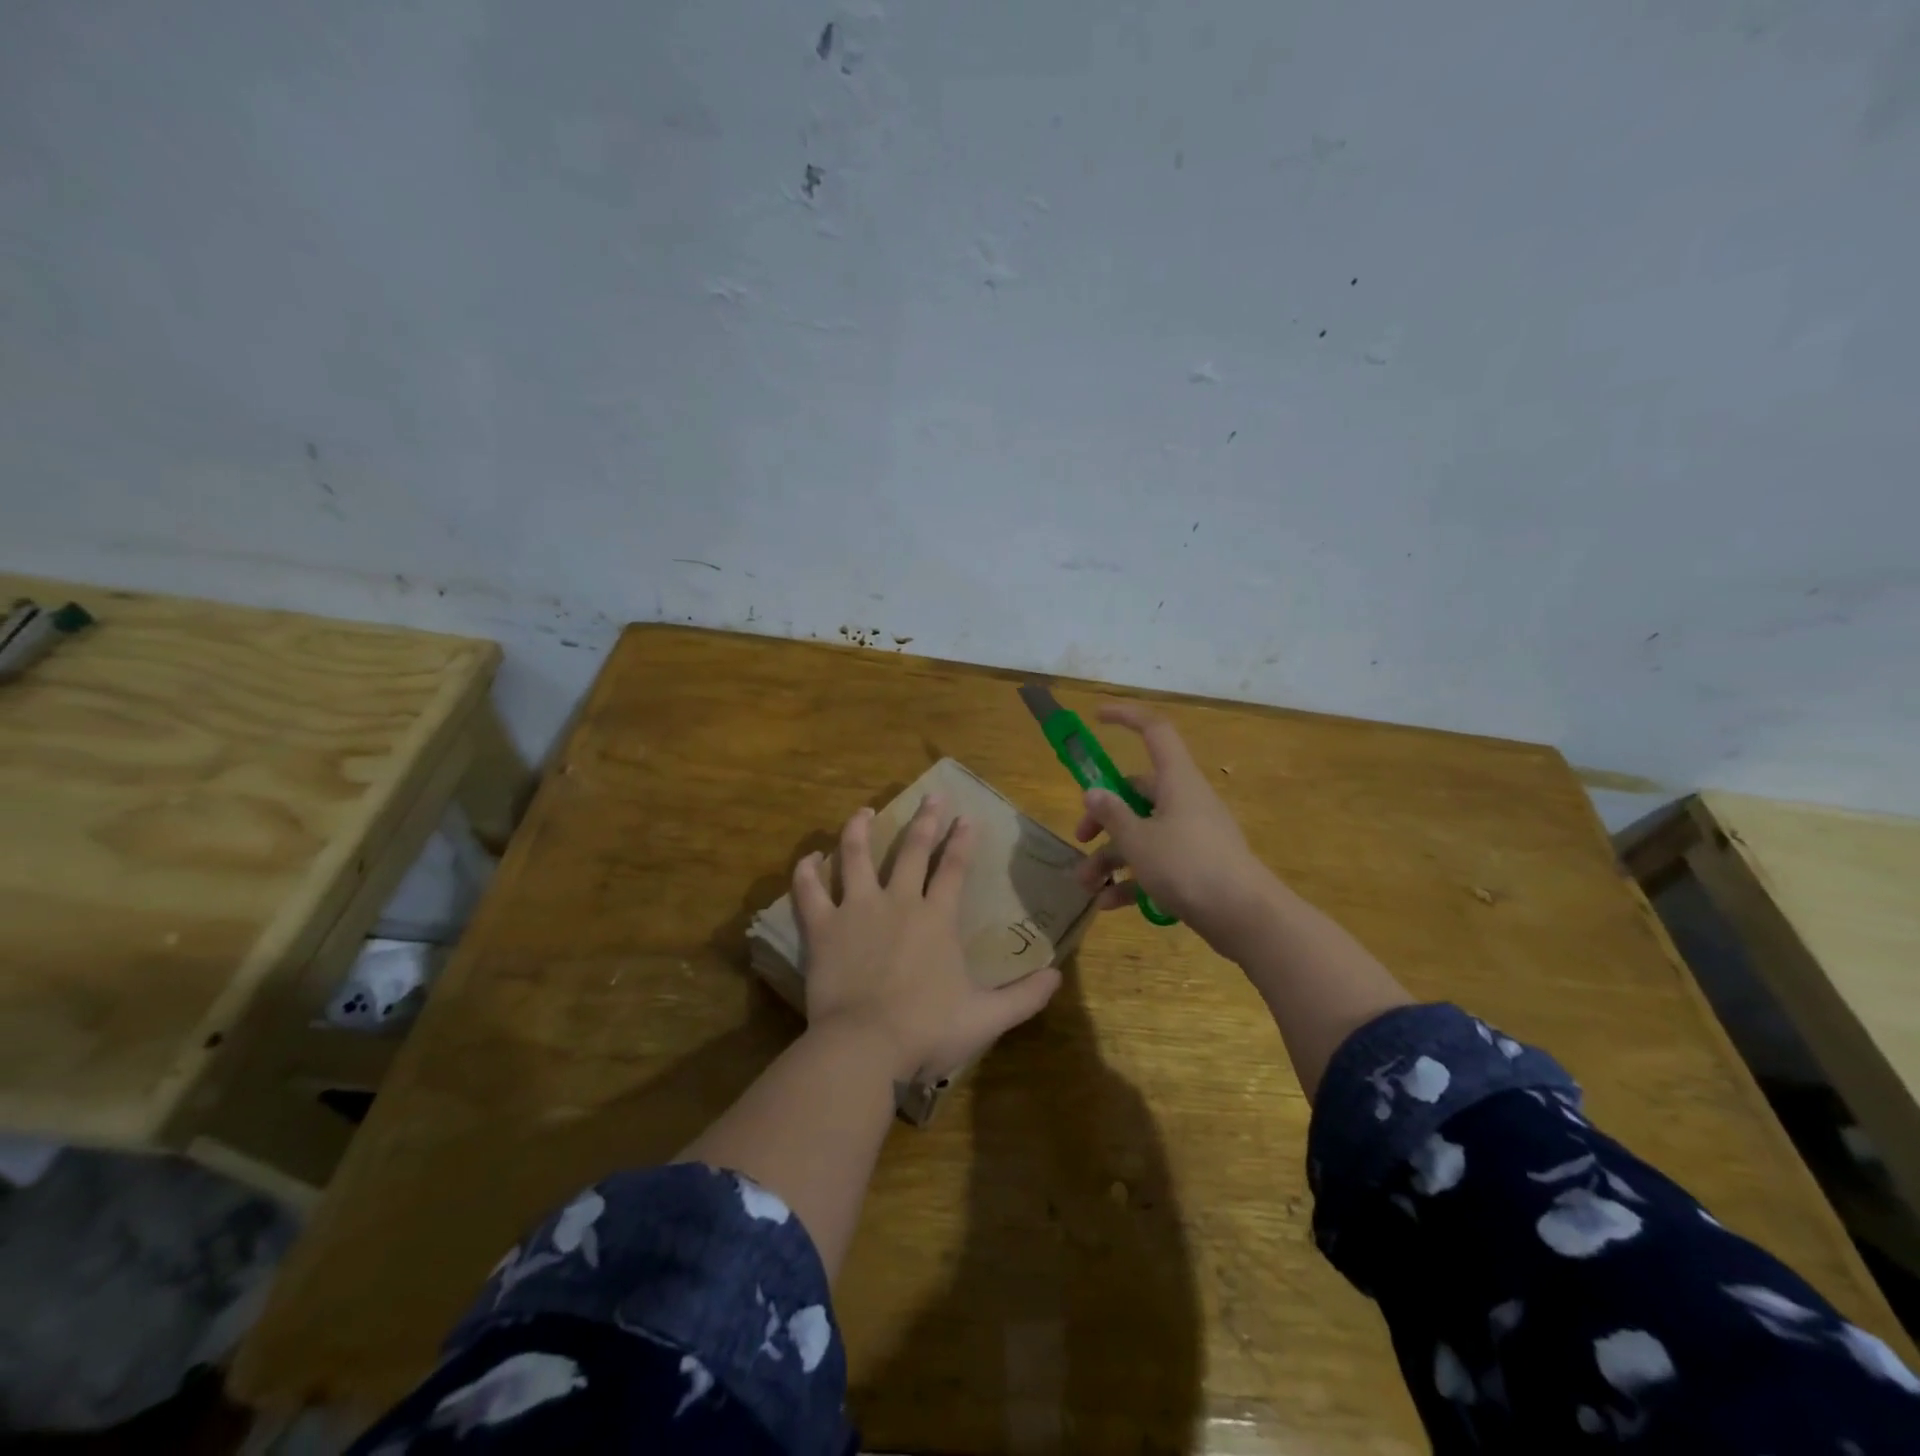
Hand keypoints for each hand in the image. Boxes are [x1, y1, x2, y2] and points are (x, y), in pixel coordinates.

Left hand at [793, 795, 1062, 1083]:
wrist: (865, 1046)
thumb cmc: (927, 1030)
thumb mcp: (986, 1018)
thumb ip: (1024, 996)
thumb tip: (1058, 975)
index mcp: (937, 918)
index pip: (954, 869)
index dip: (962, 841)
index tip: (966, 817)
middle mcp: (898, 902)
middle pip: (913, 850)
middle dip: (925, 821)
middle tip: (931, 797)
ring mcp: (857, 910)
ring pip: (856, 856)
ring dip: (860, 830)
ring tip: (863, 812)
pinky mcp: (823, 927)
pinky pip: (809, 891)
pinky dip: (807, 872)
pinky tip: (810, 858)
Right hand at [1073, 703, 1279, 950]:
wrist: (1245, 917)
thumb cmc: (1188, 866)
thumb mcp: (1139, 840)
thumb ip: (1112, 815)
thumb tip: (1093, 793)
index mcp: (1176, 781)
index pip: (1154, 731)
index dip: (1126, 718)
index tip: (1097, 718)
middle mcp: (1185, 801)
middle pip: (1136, 793)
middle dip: (1103, 817)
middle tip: (1080, 838)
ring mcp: (1193, 835)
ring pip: (1143, 834)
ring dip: (1111, 857)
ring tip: (1085, 885)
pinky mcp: (1197, 866)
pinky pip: (1158, 863)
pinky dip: (1133, 880)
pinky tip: (1109, 904)